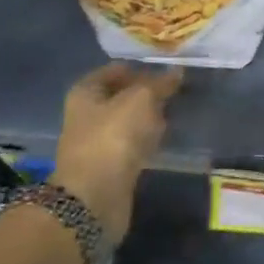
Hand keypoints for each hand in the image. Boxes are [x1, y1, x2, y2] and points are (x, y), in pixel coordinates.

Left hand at [51, 63, 181, 240]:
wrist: (95, 197)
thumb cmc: (113, 137)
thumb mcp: (141, 99)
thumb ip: (160, 83)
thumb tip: (177, 71)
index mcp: (86, 92)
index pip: (116, 70)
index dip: (141, 66)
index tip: (168, 66)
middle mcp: (87, 114)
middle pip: (122, 95)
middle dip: (148, 91)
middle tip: (177, 88)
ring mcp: (98, 141)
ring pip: (129, 120)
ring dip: (150, 115)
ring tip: (176, 109)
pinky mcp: (111, 165)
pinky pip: (133, 143)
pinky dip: (148, 138)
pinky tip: (166, 136)